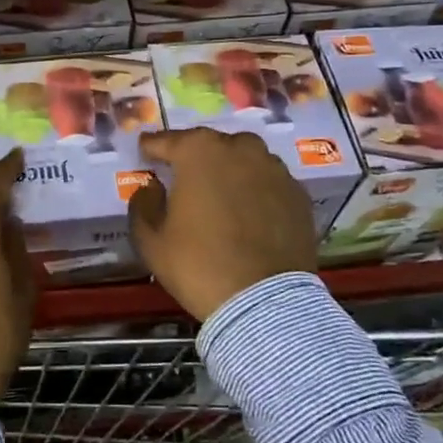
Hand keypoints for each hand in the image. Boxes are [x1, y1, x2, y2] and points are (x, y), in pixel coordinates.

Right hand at [127, 128, 317, 321]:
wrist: (264, 302)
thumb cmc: (199, 265)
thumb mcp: (151, 240)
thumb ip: (143, 204)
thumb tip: (152, 187)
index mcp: (199, 152)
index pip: (167, 140)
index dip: (153, 147)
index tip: (145, 150)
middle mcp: (239, 149)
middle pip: (210, 144)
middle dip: (194, 155)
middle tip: (184, 175)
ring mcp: (274, 169)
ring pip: (245, 158)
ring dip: (230, 168)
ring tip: (221, 191)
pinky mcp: (298, 193)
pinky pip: (269, 181)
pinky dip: (257, 189)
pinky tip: (250, 211)